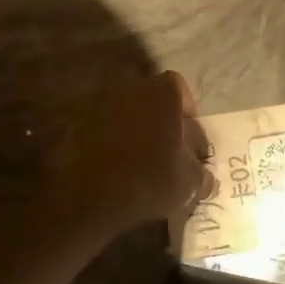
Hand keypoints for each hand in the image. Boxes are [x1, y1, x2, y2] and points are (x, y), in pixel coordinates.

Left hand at [60, 70, 208, 228]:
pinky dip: (112, 142)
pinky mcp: (78, 125)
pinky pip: (103, 128)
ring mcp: (100, 104)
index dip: (186, 109)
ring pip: (126, 113)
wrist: (94, 196)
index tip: (188, 135)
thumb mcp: (190, 182)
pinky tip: (118, 167)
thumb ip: (201, 174)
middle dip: (161, 118)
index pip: (179, 87)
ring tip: (142, 160)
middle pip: (151, 98)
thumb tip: (207, 177)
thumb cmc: (152, 178)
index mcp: (161, 92)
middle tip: (168, 148)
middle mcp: (130, 89)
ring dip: (135, 130)